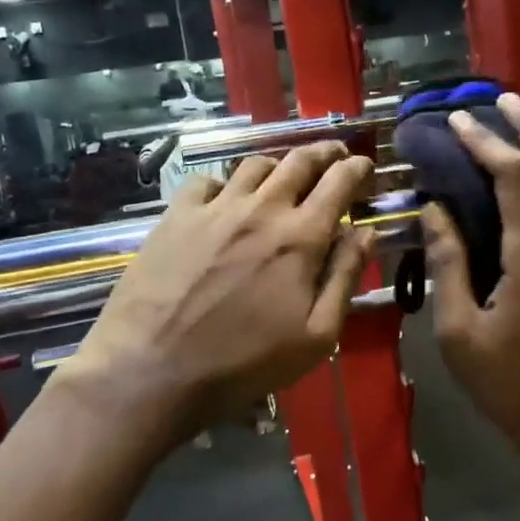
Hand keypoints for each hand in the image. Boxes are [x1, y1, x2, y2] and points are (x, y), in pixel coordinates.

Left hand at [63, 143, 374, 451]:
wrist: (153, 368)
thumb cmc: (244, 361)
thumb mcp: (315, 336)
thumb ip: (345, 277)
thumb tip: (366, 232)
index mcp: (301, 237)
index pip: (339, 182)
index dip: (357, 168)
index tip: (365, 167)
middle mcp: (261, 208)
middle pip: (299, 161)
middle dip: (324, 152)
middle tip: (334, 155)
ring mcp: (215, 208)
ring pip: (254, 164)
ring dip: (278, 165)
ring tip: (284, 176)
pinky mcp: (176, 215)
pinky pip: (207, 181)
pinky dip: (226, 183)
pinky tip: (226, 199)